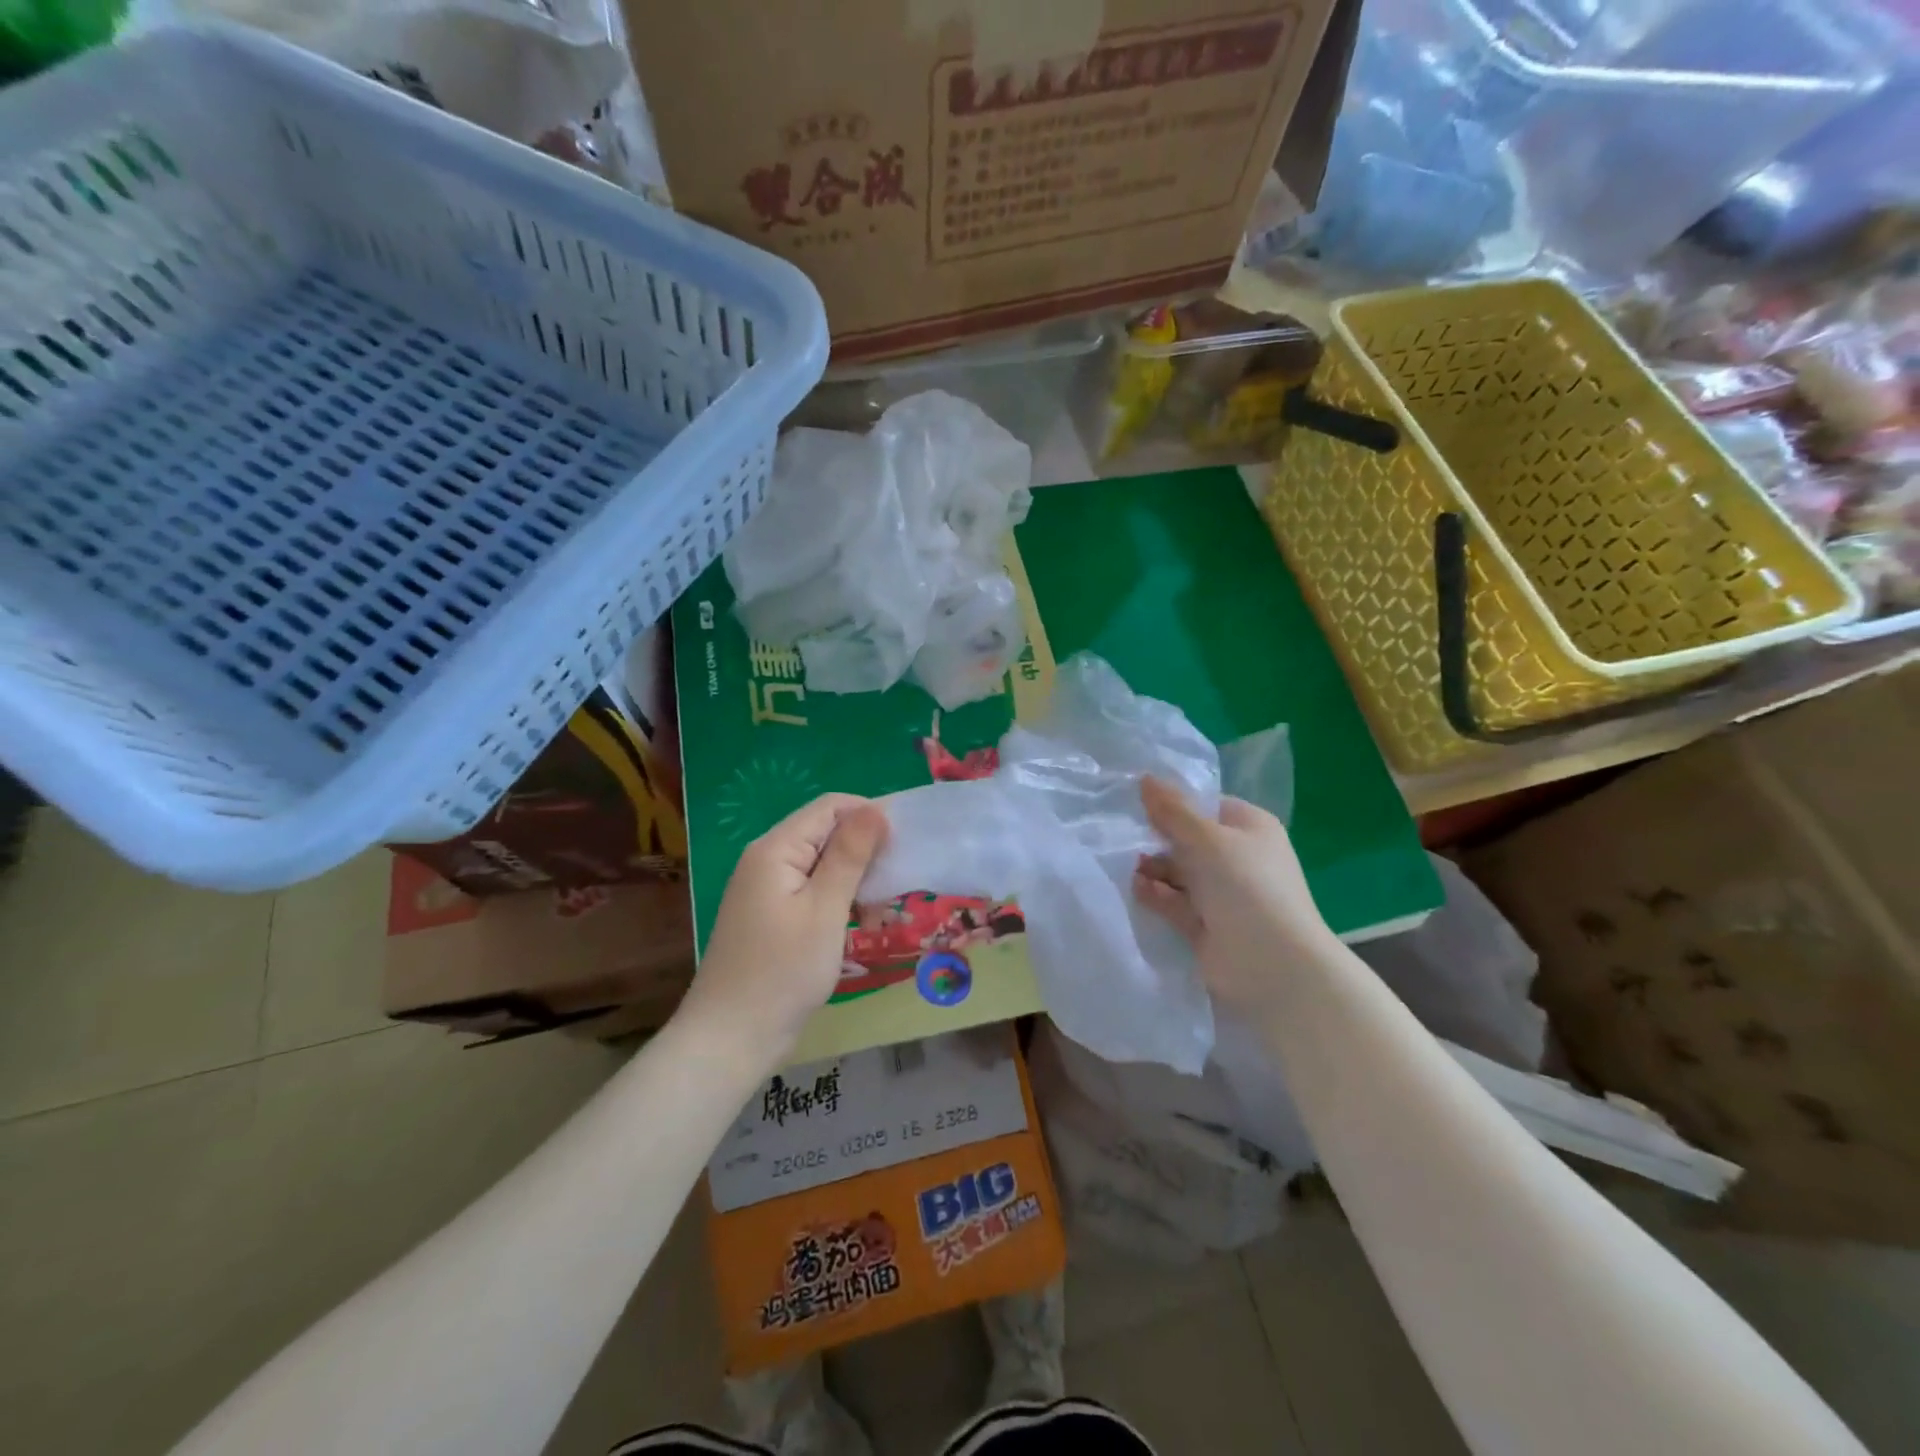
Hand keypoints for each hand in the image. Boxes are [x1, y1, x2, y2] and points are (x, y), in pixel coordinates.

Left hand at [680, 794, 889, 1063]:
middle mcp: (768, 860)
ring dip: (856, 881)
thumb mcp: (825, 909)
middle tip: (897, 885)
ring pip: (823, 865)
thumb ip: (850, 855)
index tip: (905, 844)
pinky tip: (859, 926)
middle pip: (826, 834)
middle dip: (865, 852)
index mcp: (776, 849)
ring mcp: (767, 889)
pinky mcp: (772, 916)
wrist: (731, 1039)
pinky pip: (813, 891)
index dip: (869, 815)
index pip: (830, 806)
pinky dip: (839, 901)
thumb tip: (875, 808)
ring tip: (881, 912)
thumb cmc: (783, 971)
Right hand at [1132, 776, 1336, 1018]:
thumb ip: (1172, 810)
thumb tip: (1144, 777)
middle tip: (1120, 835)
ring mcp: (1223, 895)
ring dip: (1153, 868)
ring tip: (1124, 864)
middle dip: (1157, 839)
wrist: (1274, 965)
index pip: (1205, 806)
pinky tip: (1134, 888)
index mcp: (1249, 828)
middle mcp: (1238, 859)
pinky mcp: (1206, 926)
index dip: (1173, 803)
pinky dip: (1156, 895)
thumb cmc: (1246, 886)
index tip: (1135, 802)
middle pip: (1188, 840)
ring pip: (1179, 873)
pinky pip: (1174, 903)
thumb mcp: (1206, 838)